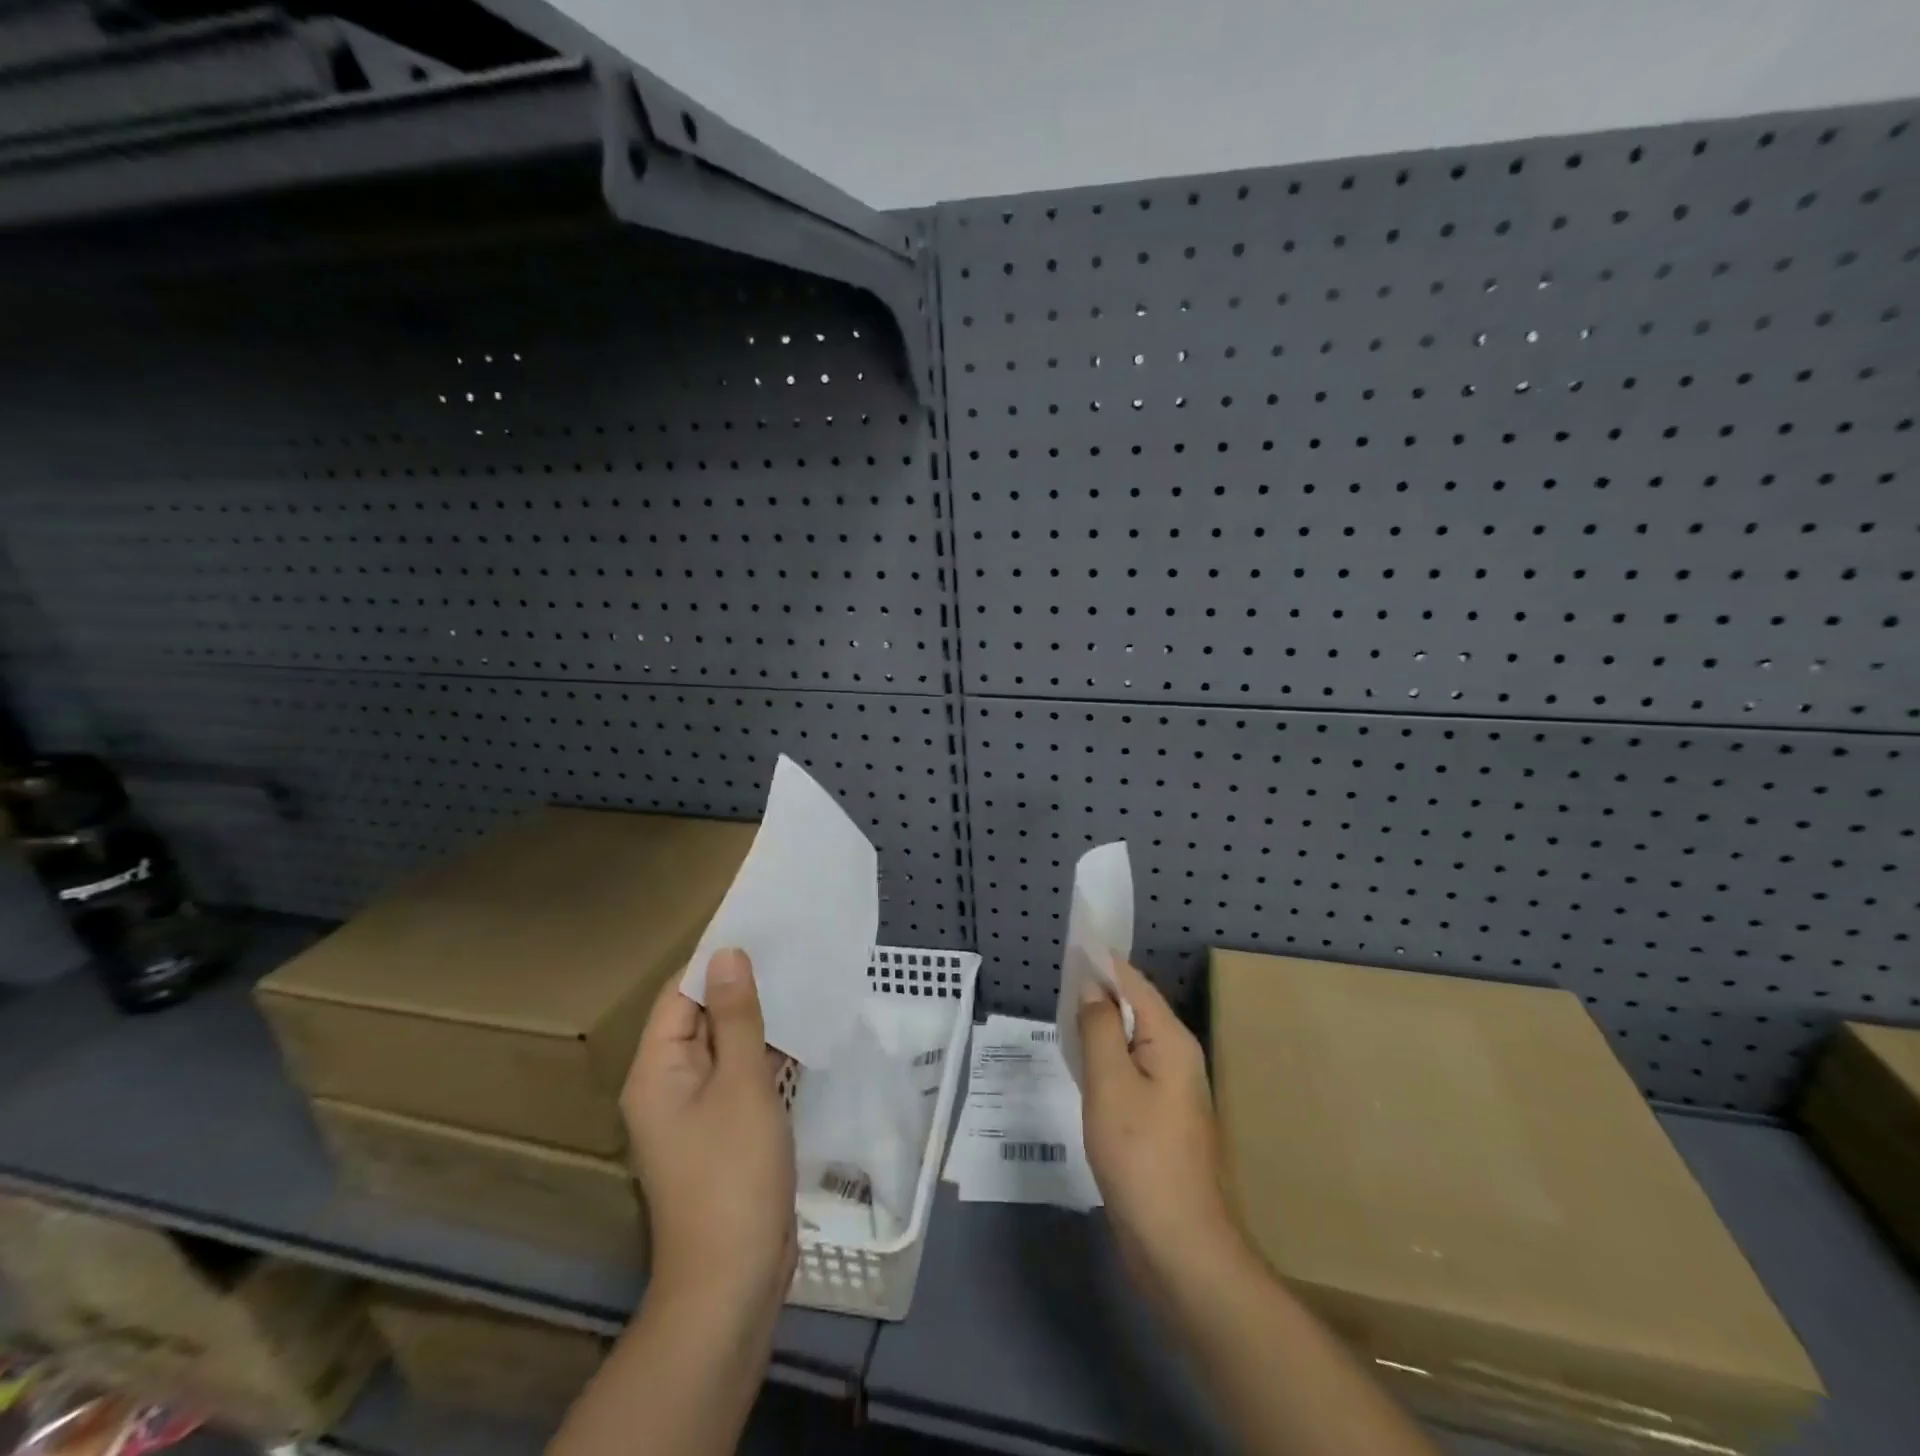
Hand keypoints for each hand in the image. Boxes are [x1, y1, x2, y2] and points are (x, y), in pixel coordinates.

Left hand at [622, 949, 796, 1318]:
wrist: (733, 1277)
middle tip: (789, 949)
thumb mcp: (741, 1083)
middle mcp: (668, 1083)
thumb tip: (727, 954)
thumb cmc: (733, 1172)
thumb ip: (737, 1016)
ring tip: (800, 979)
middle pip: (701, 1017)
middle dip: (741, 986)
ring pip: (724, 1046)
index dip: (715, 962)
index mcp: (655, 1069)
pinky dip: (764, 1053)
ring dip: (756, 1019)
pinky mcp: (723, 1130)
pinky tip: (800, 1032)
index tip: (758, 929)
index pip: (680, 995)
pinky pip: (739, 1075)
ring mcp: (696, 1110)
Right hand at [1078, 960, 1238, 1290]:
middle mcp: (1177, 1056)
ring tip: (1064, 1013)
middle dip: (1099, 991)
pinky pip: (1130, 1069)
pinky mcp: (1160, 1117)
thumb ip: (1099, 1029)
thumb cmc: (1141, 1157)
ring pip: (1131, 1040)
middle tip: (1059, 982)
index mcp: (1171, 1040)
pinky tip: (1082, 1063)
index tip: (1071, 945)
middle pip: (1135, 1008)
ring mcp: (1171, 1090)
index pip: (1134, 983)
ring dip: (1100, 1024)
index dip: (1102, 961)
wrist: (1180, 1246)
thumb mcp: (1110, 1085)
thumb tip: (1092, 987)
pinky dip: (1105, 1056)